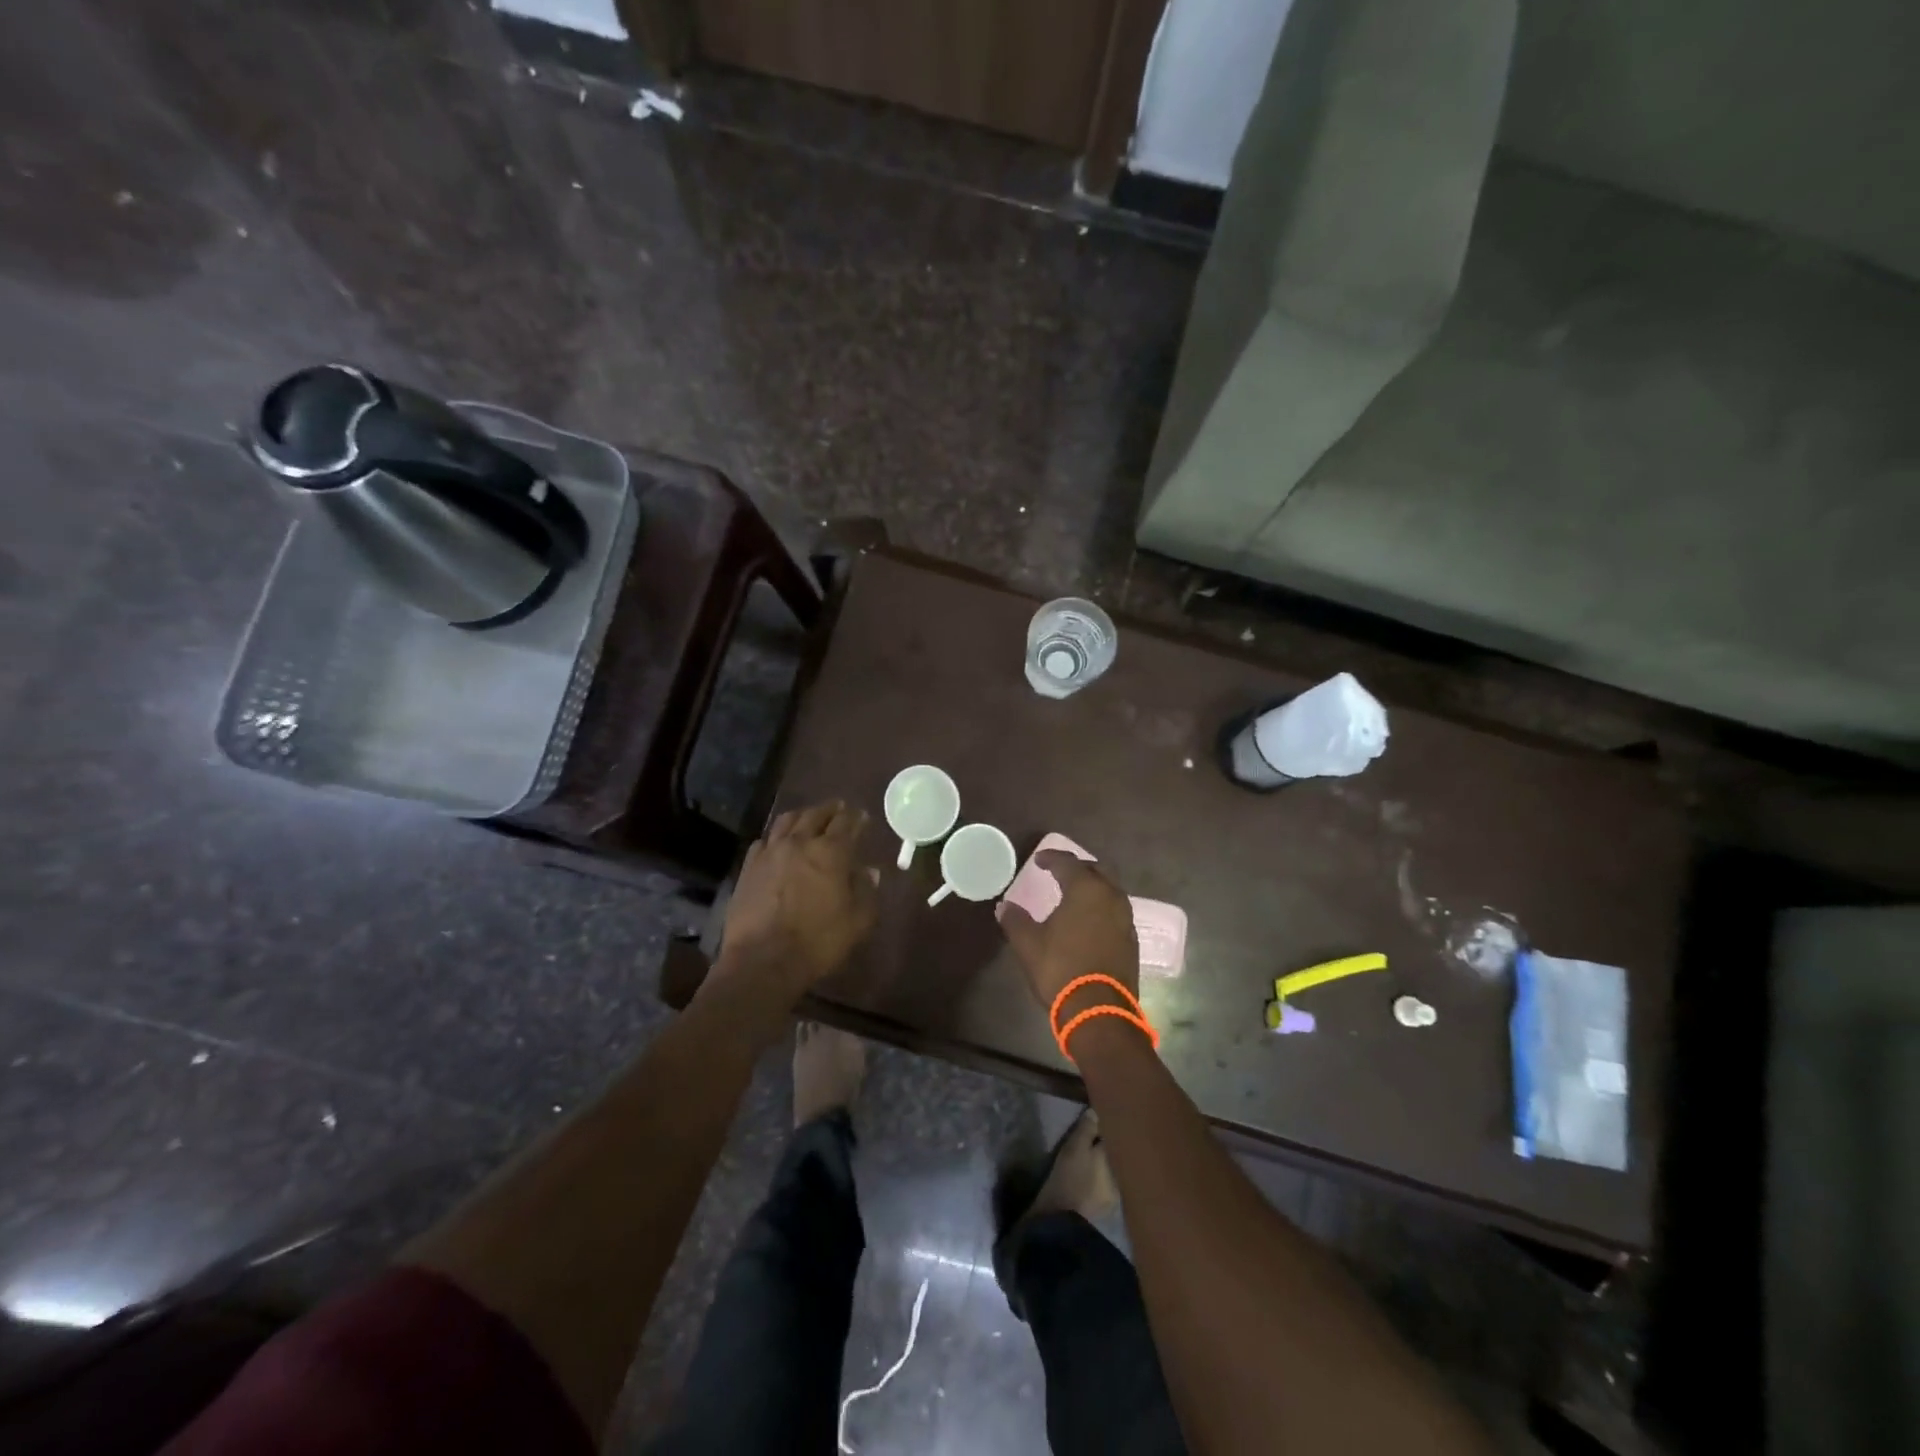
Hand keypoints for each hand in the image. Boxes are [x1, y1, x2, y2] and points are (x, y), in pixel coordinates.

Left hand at [720, 801, 878, 991]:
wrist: (763, 960)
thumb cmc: (818, 942)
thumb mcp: (857, 921)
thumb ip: (866, 892)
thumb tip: (869, 872)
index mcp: (831, 852)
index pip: (846, 823)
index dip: (856, 817)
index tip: (861, 816)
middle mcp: (800, 842)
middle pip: (815, 814)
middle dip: (830, 809)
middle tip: (838, 808)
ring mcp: (770, 852)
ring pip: (787, 821)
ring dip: (802, 815)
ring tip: (809, 817)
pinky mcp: (749, 867)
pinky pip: (764, 841)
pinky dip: (776, 836)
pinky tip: (778, 843)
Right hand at [998, 851, 1138, 1015]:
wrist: (1099, 1010)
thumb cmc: (1061, 969)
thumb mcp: (1028, 944)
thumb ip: (1015, 920)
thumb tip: (1004, 906)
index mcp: (1086, 889)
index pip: (1068, 863)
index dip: (1051, 858)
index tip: (1039, 859)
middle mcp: (1111, 896)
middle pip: (1097, 870)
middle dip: (1078, 867)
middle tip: (1060, 871)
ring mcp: (1125, 918)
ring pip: (1110, 890)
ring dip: (1093, 886)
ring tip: (1075, 894)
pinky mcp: (1131, 939)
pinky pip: (1116, 910)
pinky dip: (1101, 906)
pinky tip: (1089, 919)